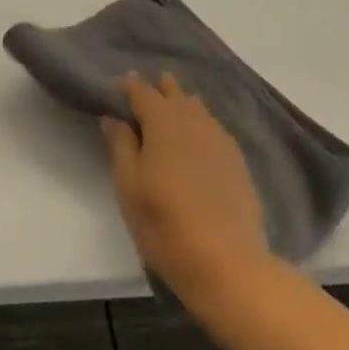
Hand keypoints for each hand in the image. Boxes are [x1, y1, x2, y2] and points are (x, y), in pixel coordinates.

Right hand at [102, 72, 268, 296]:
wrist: (227, 263)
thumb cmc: (165, 224)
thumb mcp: (129, 187)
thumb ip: (120, 145)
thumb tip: (112, 116)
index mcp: (162, 120)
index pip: (141, 90)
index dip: (127, 86)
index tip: (114, 90)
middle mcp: (192, 119)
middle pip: (173, 92)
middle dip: (157, 90)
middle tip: (141, 100)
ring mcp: (219, 136)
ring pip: (195, 107)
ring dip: (179, 104)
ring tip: (167, 116)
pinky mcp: (236, 157)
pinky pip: (212, 126)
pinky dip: (198, 124)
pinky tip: (194, 141)